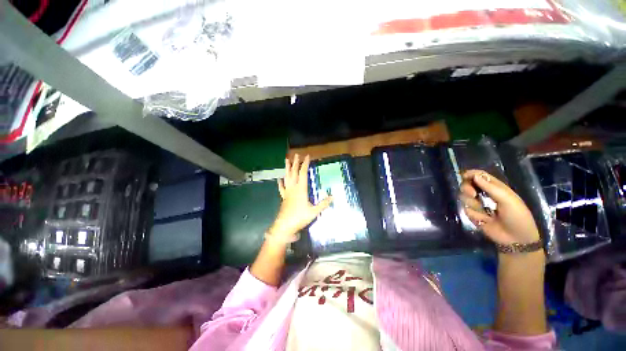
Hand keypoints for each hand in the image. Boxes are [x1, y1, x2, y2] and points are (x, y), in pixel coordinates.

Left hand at [268, 154, 332, 244]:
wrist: (284, 226)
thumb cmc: (299, 217)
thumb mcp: (314, 212)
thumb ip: (323, 204)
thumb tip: (333, 197)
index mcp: (301, 189)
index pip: (303, 173)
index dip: (305, 164)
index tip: (307, 156)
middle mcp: (293, 188)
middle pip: (294, 173)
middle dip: (295, 163)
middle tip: (296, 155)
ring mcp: (287, 192)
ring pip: (287, 177)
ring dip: (287, 169)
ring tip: (286, 160)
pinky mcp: (283, 197)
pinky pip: (282, 188)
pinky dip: (280, 183)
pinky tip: (279, 179)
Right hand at [459, 170, 539, 245]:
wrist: (516, 238)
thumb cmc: (517, 216)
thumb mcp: (507, 200)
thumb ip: (491, 187)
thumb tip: (475, 176)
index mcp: (495, 187)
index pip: (479, 175)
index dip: (471, 174)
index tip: (465, 176)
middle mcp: (484, 194)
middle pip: (467, 184)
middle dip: (466, 188)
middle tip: (472, 194)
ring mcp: (477, 204)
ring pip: (464, 197)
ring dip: (472, 203)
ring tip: (484, 211)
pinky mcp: (473, 214)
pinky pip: (466, 209)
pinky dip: (474, 214)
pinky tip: (484, 219)